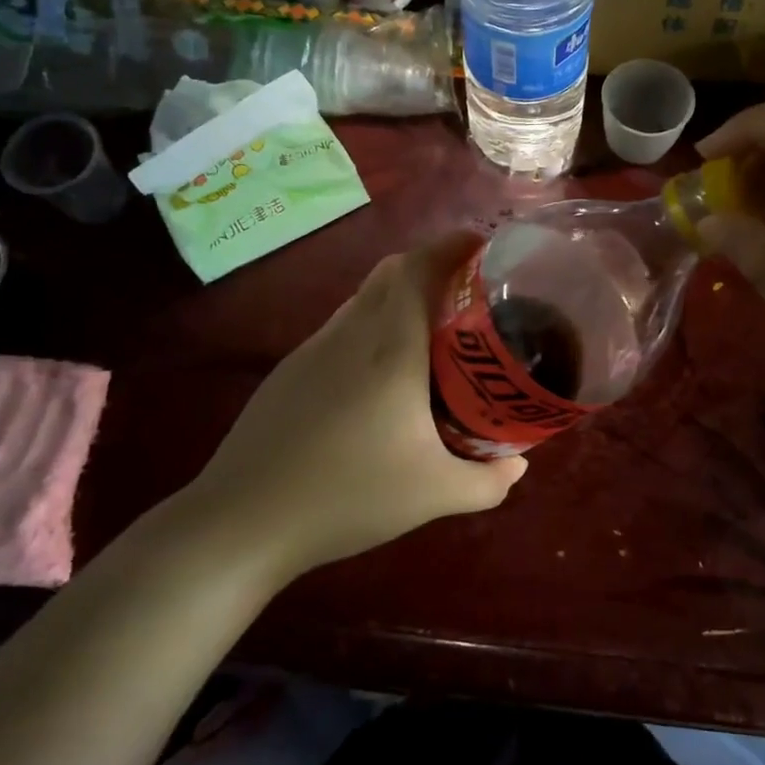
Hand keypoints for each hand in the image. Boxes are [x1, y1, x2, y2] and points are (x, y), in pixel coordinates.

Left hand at [175, 235, 525, 578]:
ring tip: (433, 331)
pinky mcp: (291, 370)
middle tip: (469, 291)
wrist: (244, 519)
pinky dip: (373, 326)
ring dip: (401, 296)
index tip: (483, 246)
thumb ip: (488, 481)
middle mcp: (351, 333)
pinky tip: (383, 377)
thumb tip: (519, 465)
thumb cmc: (349, 495)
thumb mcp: (435, 495)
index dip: (452, 245)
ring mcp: (314, 348)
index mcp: (390, 346)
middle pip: (392, 271)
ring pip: (364, 298)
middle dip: (432, 265)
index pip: (419, 267)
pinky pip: (343, 328)